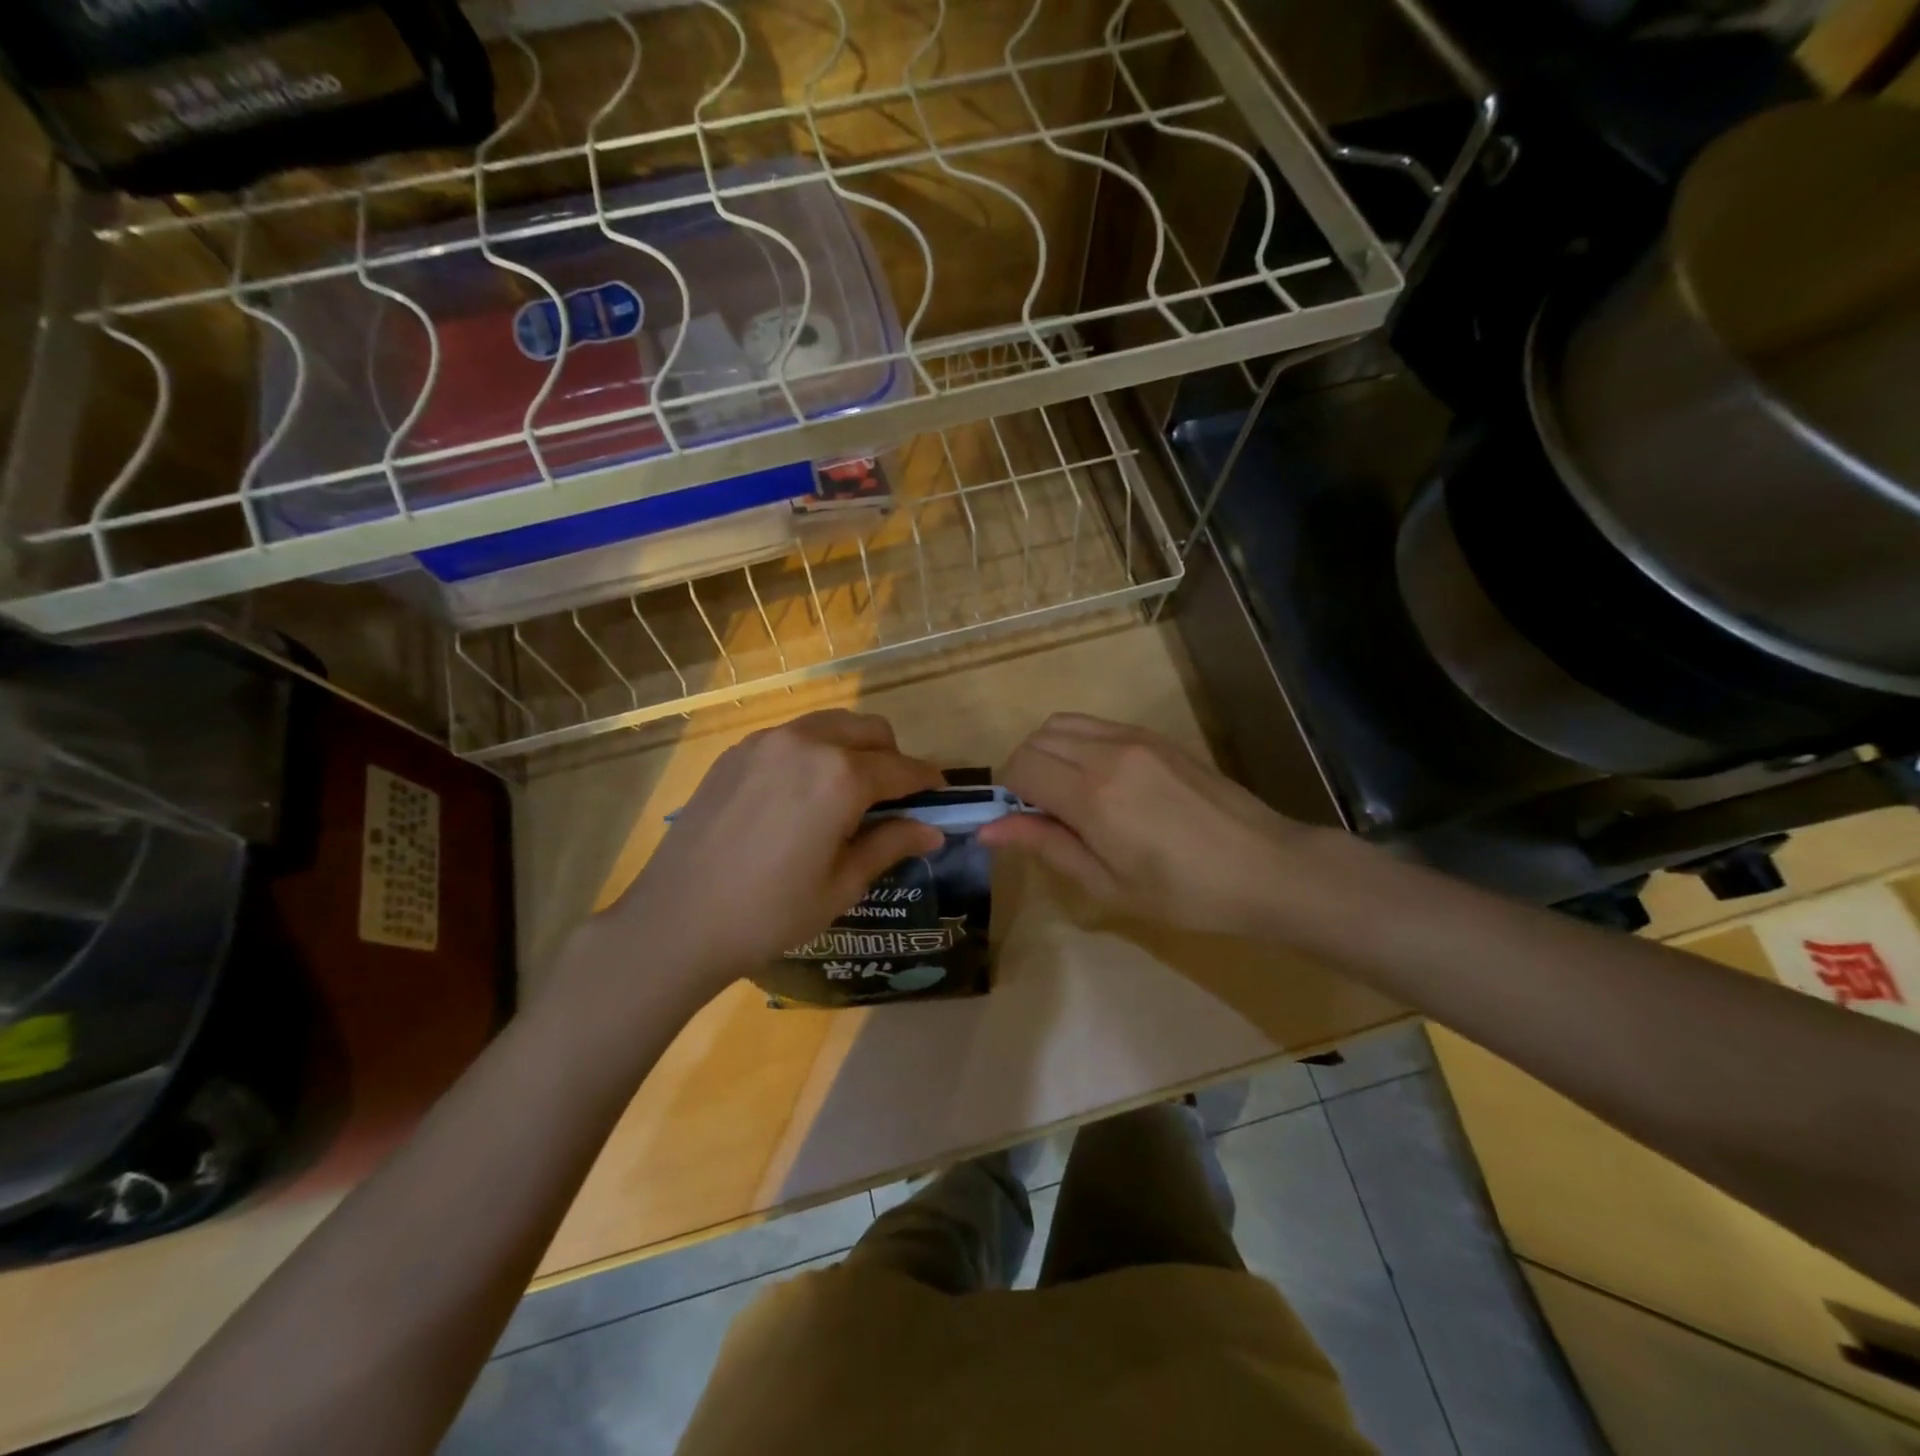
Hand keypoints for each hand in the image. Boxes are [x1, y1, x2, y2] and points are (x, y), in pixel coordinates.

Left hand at [604, 710, 945, 990]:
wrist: (676, 920)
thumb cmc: (770, 913)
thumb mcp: (842, 885)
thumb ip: (891, 845)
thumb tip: (933, 830)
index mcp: (841, 776)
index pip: (902, 768)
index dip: (927, 782)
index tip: (940, 796)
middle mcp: (807, 743)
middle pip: (870, 730)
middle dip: (891, 757)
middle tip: (891, 799)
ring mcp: (766, 742)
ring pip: (830, 725)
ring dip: (852, 749)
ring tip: (846, 794)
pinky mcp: (735, 752)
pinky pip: (791, 737)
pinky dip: (813, 753)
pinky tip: (800, 795)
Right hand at [977, 713, 1317, 937]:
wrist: (1265, 867)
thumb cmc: (1184, 893)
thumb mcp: (1107, 884)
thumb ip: (1045, 845)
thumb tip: (987, 829)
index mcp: (1092, 795)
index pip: (1020, 767)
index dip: (1008, 795)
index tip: (1022, 823)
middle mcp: (1107, 753)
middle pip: (1035, 740)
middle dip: (1024, 772)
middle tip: (1043, 814)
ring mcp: (1134, 738)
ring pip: (1061, 724)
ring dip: (1048, 752)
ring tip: (1068, 794)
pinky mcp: (1154, 736)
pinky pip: (1095, 724)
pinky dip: (1077, 742)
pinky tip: (1099, 780)